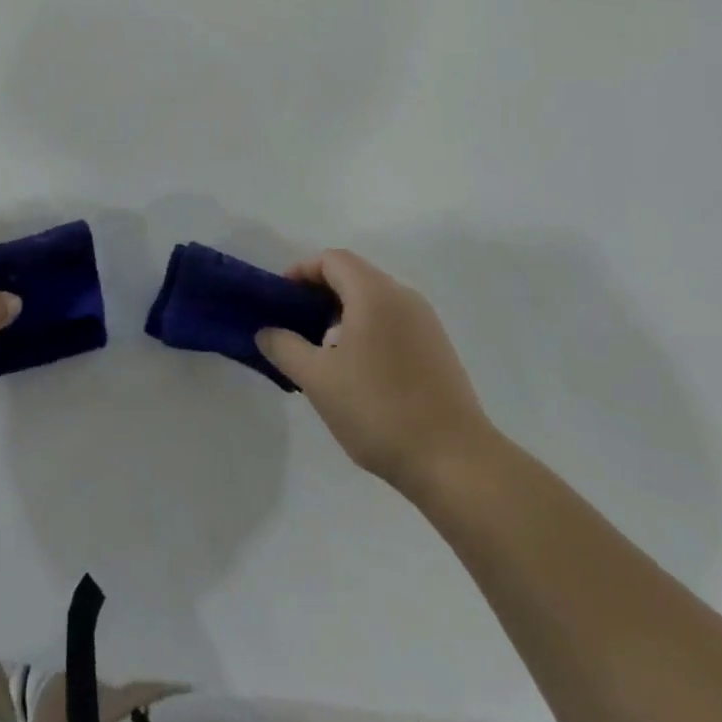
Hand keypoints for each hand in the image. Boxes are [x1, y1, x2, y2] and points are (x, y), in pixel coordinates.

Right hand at [258, 250, 499, 495]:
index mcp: (374, 294)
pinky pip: (393, 322)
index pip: (332, 260)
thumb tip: (266, 331)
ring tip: (322, 351)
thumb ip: (285, 348)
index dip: (301, 271)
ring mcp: (426, 323)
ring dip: (343, 313)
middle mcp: (403, 297)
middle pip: (354, 276)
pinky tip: (357, 371)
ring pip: (375, 300)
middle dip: (320, 293)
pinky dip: (367, 329)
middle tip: (295, 325)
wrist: (456, 462)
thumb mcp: (318, 380)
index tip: (281, 299)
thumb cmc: (379, 410)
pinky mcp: (438, 349)